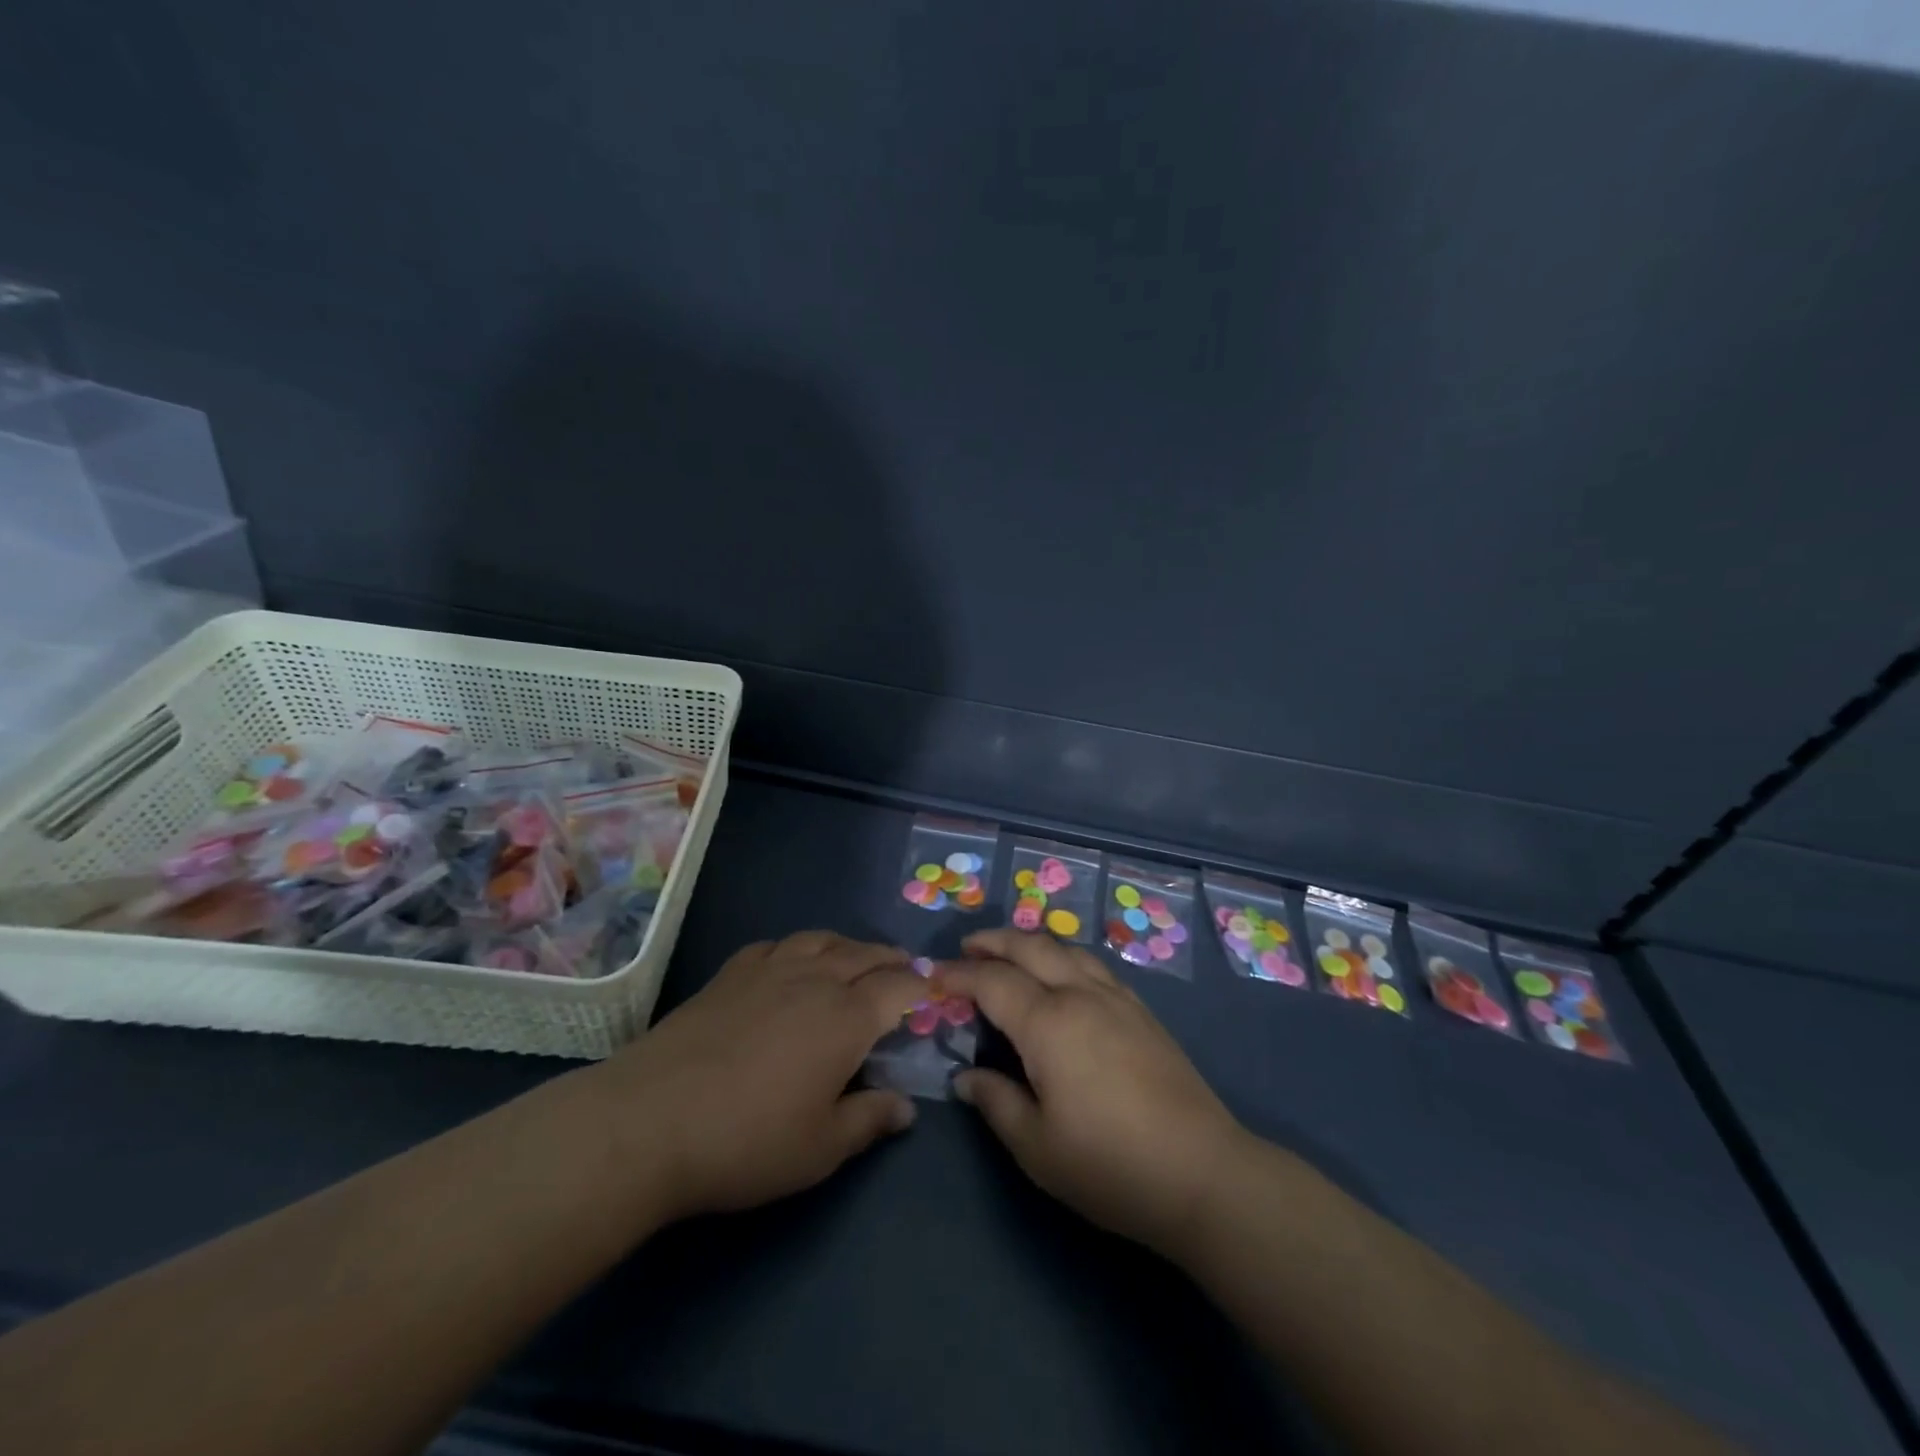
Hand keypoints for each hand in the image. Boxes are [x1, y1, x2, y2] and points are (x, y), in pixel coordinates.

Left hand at [596, 931, 926, 1222]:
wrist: (651, 1120)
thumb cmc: (747, 1140)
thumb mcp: (820, 1148)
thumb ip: (870, 1121)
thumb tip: (907, 1108)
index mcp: (847, 1017)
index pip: (898, 987)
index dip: (920, 987)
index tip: (932, 994)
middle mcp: (815, 979)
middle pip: (865, 954)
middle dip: (891, 960)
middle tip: (904, 971)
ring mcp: (770, 969)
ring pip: (822, 940)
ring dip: (848, 946)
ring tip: (855, 959)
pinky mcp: (731, 972)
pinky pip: (776, 944)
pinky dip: (797, 948)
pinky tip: (791, 962)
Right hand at [940, 929, 1248, 1255]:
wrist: (1202, 1173)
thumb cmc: (1109, 1165)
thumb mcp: (1037, 1147)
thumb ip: (996, 1103)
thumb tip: (966, 1078)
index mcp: (1048, 1022)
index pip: (992, 982)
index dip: (959, 975)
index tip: (933, 976)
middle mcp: (1080, 995)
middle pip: (1031, 947)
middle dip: (993, 941)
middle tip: (967, 947)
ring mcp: (1116, 998)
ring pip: (1066, 949)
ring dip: (1031, 943)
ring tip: (1010, 953)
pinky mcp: (1142, 1011)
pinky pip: (1093, 965)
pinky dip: (1065, 956)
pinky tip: (1063, 976)